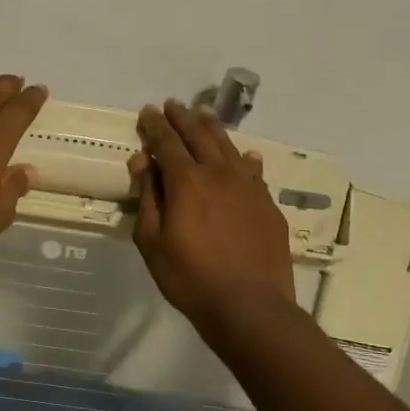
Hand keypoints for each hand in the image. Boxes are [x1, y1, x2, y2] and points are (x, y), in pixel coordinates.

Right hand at [130, 99, 296, 326]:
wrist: (249, 305)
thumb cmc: (190, 277)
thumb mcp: (152, 242)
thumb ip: (148, 198)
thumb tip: (142, 161)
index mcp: (186, 181)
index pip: (166, 142)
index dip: (155, 125)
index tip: (147, 111)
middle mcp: (219, 173)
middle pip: (199, 135)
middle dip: (182, 118)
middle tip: (173, 105)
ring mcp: (248, 186)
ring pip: (228, 147)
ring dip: (213, 128)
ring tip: (203, 114)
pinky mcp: (267, 203)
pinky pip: (254, 170)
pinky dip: (245, 158)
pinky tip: (245, 155)